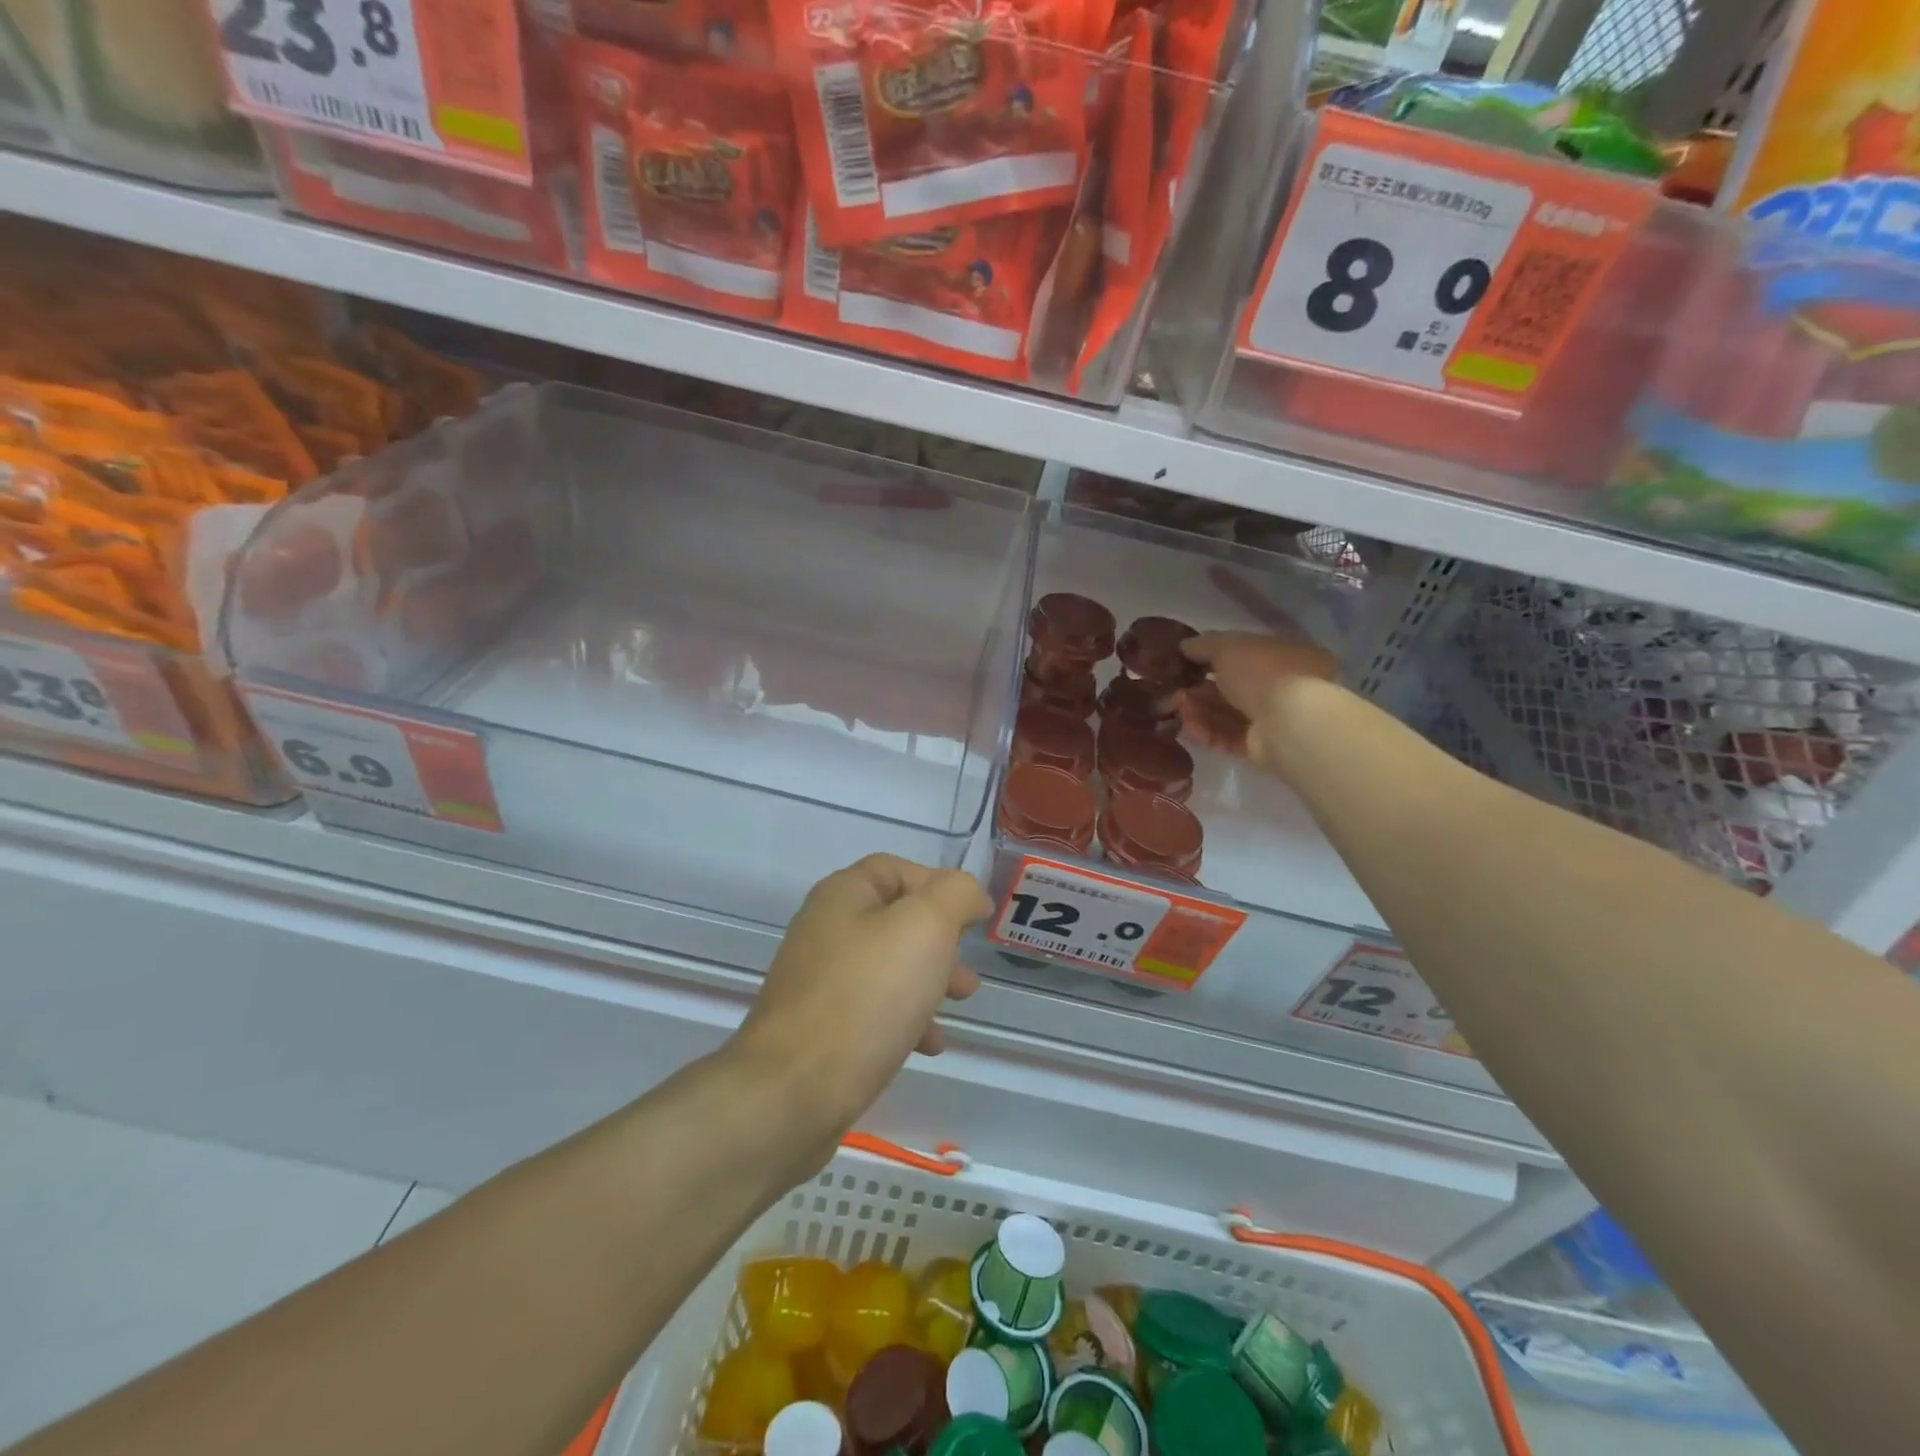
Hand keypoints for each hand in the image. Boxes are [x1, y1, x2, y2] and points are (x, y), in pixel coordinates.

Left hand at [735, 854, 989, 1135]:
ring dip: (929, 979)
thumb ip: (954, 895)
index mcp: (843, 895)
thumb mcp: (925, 927)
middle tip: (968, 968)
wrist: (793, 1092)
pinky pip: (872, 1009)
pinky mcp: (818, 1028)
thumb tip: (967, 893)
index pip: (896, 869)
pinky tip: (928, 1045)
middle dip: (941, 940)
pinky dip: (906, 1018)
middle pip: (895, 919)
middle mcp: (825, 929)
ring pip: (888, 966)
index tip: (974, 918)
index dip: (939, 885)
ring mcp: (818, 981)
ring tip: (960, 1003)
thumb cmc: (867, 996)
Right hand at [1177, 630, 1337, 774]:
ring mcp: (1272, 719)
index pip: (1244, 655)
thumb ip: (1204, 645)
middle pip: (1232, 687)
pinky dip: (1206, 731)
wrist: (1288, 722)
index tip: (1184, 662)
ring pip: (1227, 713)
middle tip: (1175, 688)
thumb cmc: (1263, 672)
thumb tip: (1184, 646)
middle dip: (1200, 687)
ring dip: (1199, 709)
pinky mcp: (1260, 747)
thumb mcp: (1228, 646)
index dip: (1212, 657)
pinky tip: (1187, 725)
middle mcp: (1282, 687)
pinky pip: (1227, 737)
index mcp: (1284, 655)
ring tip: (1177, 706)